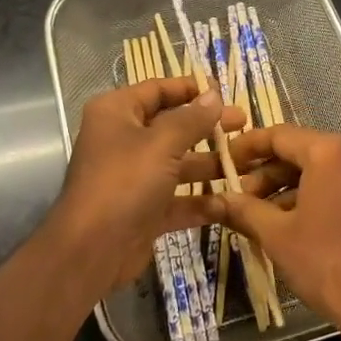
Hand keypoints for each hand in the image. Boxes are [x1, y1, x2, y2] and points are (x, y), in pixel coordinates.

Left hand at [47, 78, 242, 295]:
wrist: (91, 251)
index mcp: (117, 113)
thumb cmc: (124, 182)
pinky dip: (202, 201)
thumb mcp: (161, 144)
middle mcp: (123, 140)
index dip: (190, 88)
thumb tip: (214, 94)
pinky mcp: (145, 210)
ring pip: (178, 164)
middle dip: (208, 126)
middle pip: (172, 126)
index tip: (224, 90)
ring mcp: (134, 177)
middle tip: (243, 123)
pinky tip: (233, 200)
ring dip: (210, 164)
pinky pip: (178, 198)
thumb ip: (192, 119)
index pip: (157, 90)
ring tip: (248, 161)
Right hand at [218, 126, 340, 340]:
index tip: (223, 161)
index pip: (279, 135)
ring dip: (289, 187)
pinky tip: (293, 222)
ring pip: (323, 169)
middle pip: (302, 150)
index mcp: (331, 151)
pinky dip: (316, 195)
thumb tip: (215, 200)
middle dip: (267, 173)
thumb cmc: (328, 265)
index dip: (246, 147)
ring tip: (260, 215)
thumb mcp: (278, 236)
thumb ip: (244, 210)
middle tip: (238, 197)